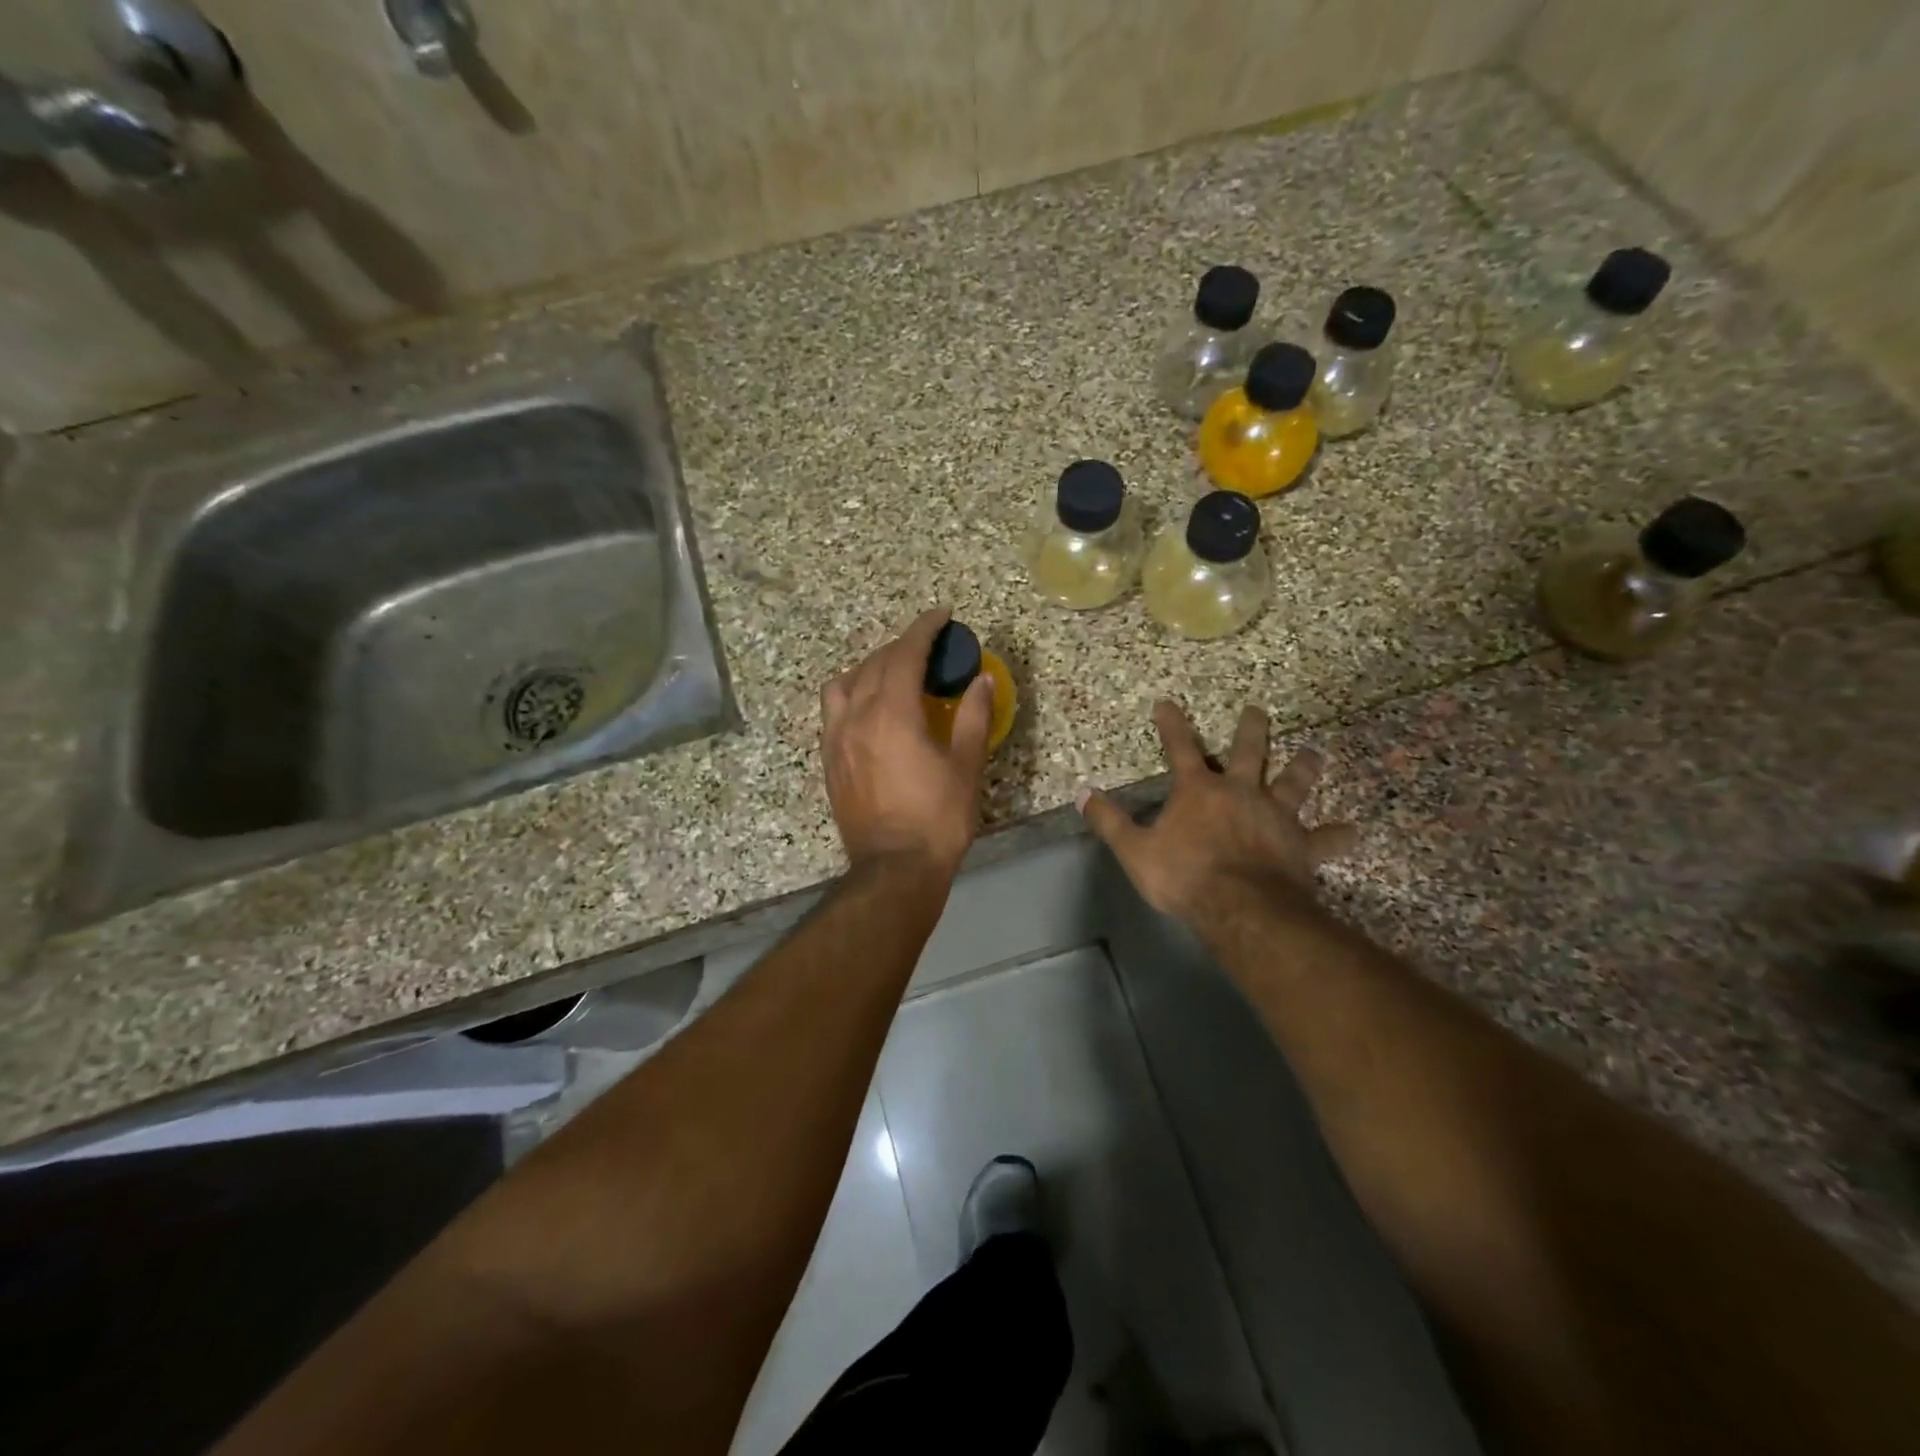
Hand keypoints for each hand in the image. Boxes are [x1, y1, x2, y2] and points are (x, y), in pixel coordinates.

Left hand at [821, 608, 993, 875]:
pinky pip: (833, 710)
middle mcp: (856, 716)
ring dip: (869, 668)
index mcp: (891, 713)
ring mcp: (836, 739)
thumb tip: (980, 679)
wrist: (894, 869)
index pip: (905, 653)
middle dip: (901, 647)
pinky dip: (852, 694)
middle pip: (874, 663)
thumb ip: (973, 716)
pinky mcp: (829, 760)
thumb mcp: (965, 766)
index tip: (942, 614)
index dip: (924, 628)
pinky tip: (870, 709)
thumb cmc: (938, 818)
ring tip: (893, 675)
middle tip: (929, 648)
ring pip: (844, 683)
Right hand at [1079, 700, 1357, 922]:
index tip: (1167, 702)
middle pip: (1249, 752)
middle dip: (1251, 729)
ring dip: (1303, 767)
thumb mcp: (1135, 850)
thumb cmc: (1184, 875)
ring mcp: (1275, 816)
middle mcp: (1241, 792)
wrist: (1240, 907)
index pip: (1180, 748)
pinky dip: (1339, 835)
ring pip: (1293, 783)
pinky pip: (1325, 838)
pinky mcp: (1301, 845)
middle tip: (1258, 710)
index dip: (1172, 724)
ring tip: (1313, 752)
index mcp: (1199, 791)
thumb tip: (1083, 793)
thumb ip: (1109, 821)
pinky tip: (1353, 831)